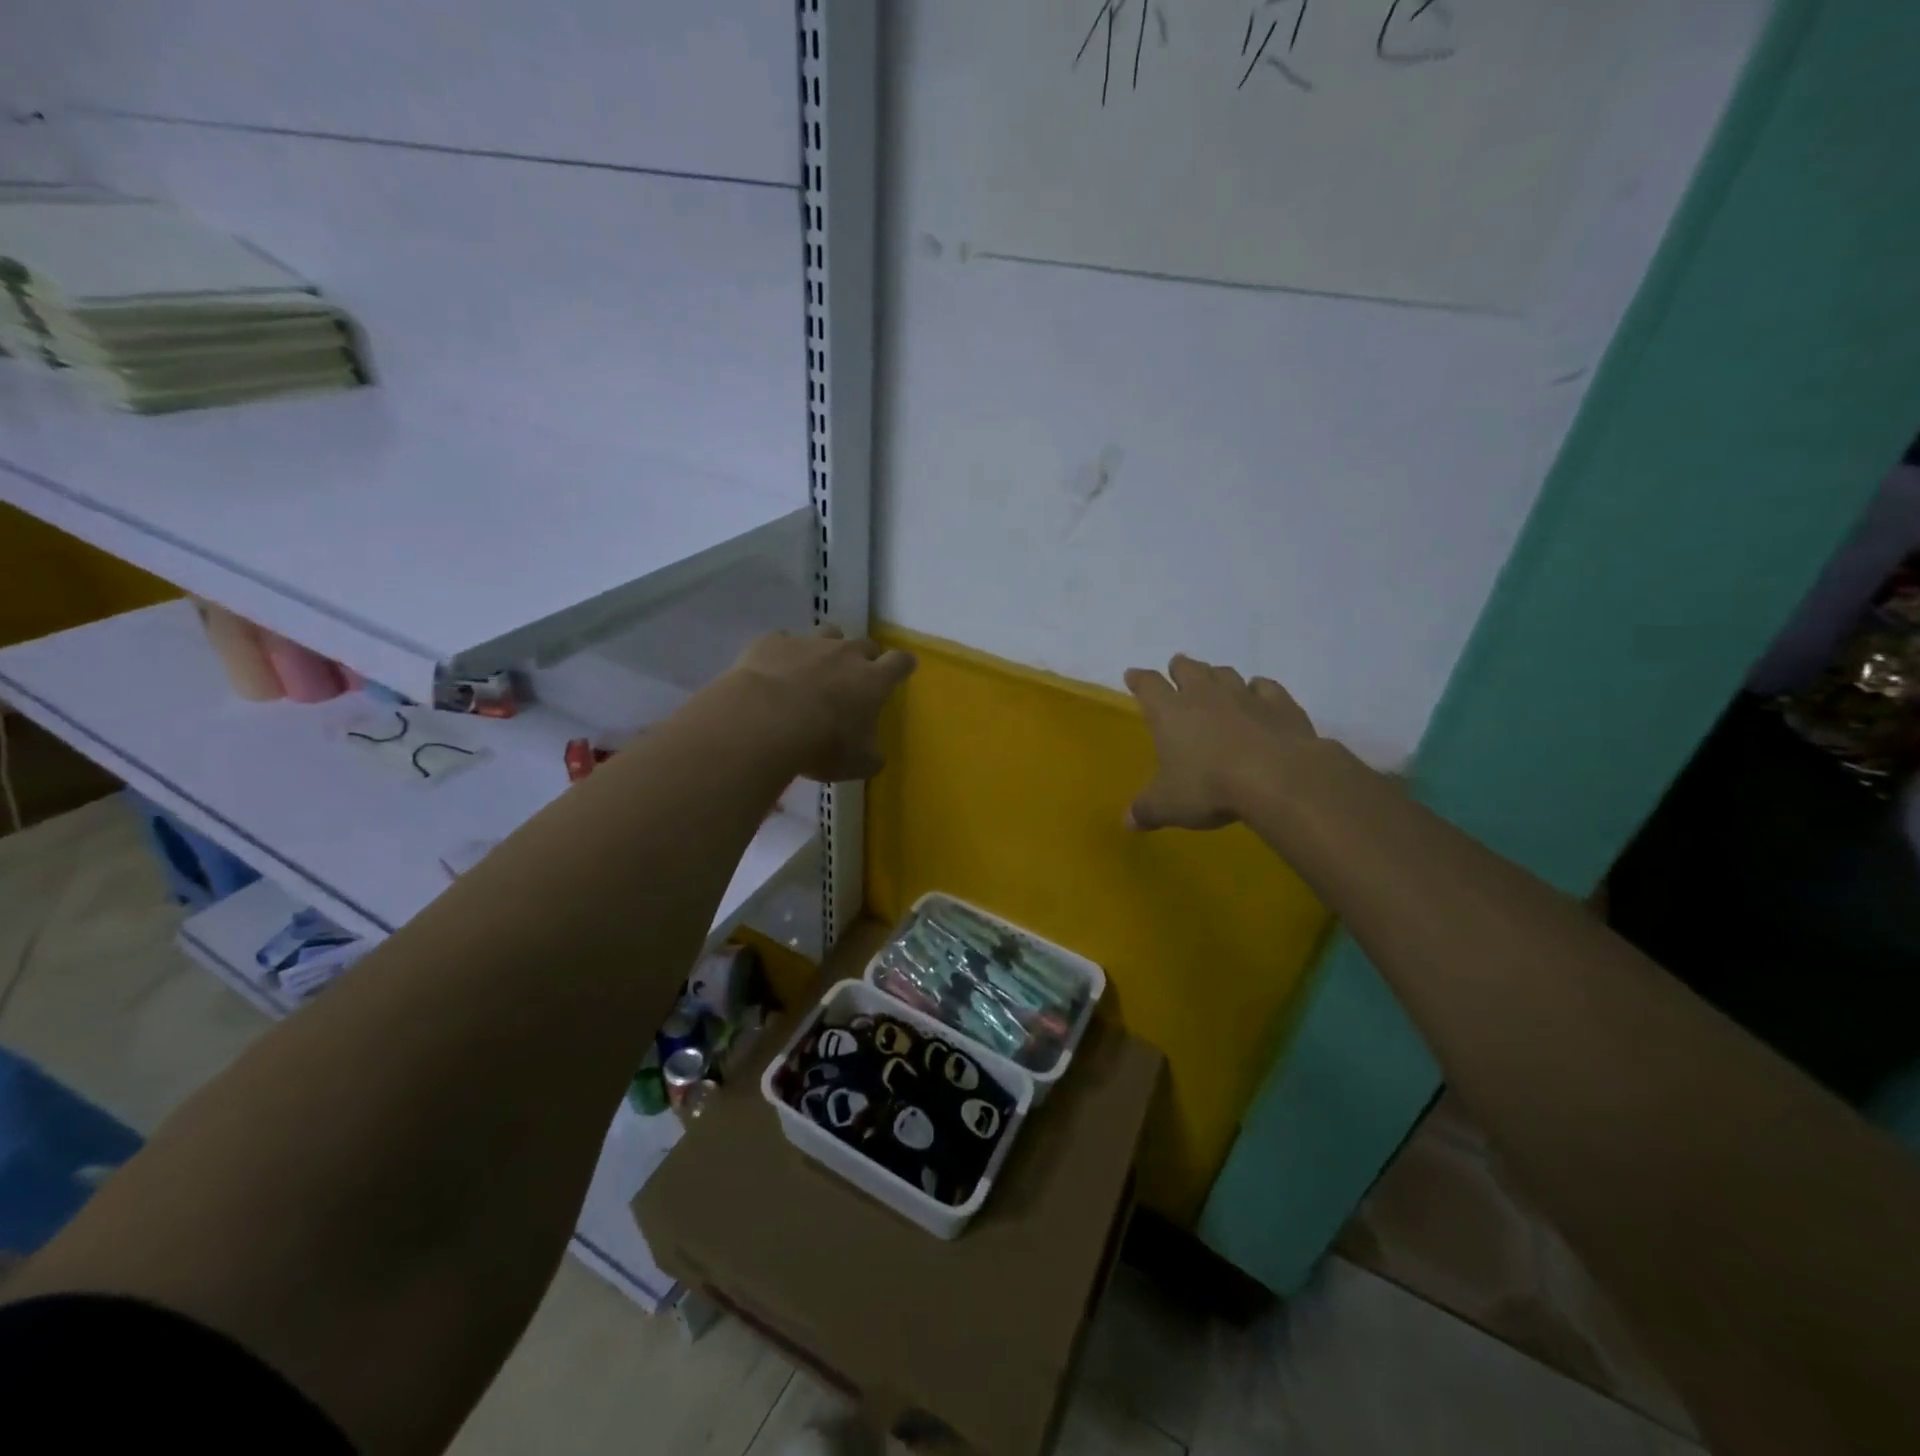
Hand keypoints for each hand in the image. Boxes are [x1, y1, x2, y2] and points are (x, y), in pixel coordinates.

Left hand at [728, 625, 916, 782]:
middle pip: (865, 644)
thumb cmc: (822, 745)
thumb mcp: (858, 763)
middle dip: (864, 659)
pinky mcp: (773, 642)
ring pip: (828, 634)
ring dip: (827, 649)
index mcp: (873, 680)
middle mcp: (845, 653)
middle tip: (854, 679)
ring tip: (815, 670)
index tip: (903, 669)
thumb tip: (873, 754)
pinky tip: (773, 672)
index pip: (900, 662)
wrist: (765, 722)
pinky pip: (783, 641)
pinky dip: (784, 654)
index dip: (903, 665)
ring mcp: (808, 643)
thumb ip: (871, 755)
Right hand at [1123, 654, 1317, 829]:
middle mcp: (1205, 695)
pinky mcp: (1280, 703)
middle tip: (1177, 673)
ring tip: (1215, 684)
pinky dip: (1258, 689)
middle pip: (1188, 668)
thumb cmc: (1209, 788)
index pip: (1148, 685)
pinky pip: (1265, 687)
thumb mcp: (1168, 806)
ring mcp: (1244, 695)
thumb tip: (1128, 822)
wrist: (1279, 779)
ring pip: (1225, 673)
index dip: (1138, 679)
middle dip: (1179, 668)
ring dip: (1216, 676)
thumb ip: (1145, 811)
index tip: (1132, 675)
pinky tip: (1259, 696)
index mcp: (1170, 712)